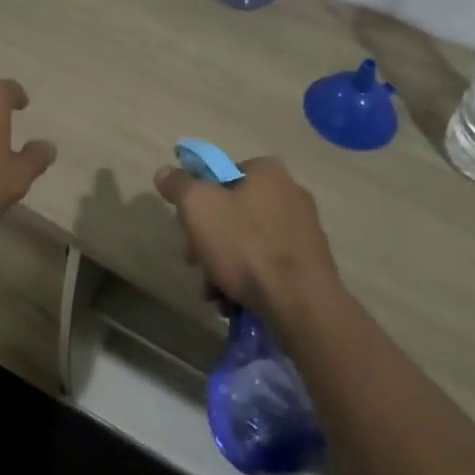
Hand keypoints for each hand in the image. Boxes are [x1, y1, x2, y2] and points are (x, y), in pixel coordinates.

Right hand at [153, 156, 340, 325]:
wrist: (300, 302)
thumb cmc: (246, 246)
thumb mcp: (198, 207)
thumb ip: (179, 185)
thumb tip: (164, 171)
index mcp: (267, 171)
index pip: (220, 174)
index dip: (197, 200)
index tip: (186, 228)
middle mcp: (290, 191)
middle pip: (232, 211)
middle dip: (208, 240)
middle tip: (195, 264)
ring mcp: (304, 228)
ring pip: (248, 241)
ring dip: (224, 265)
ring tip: (214, 293)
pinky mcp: (310, 262)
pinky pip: (268, 264)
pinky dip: (249, 279)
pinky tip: (234, 302)